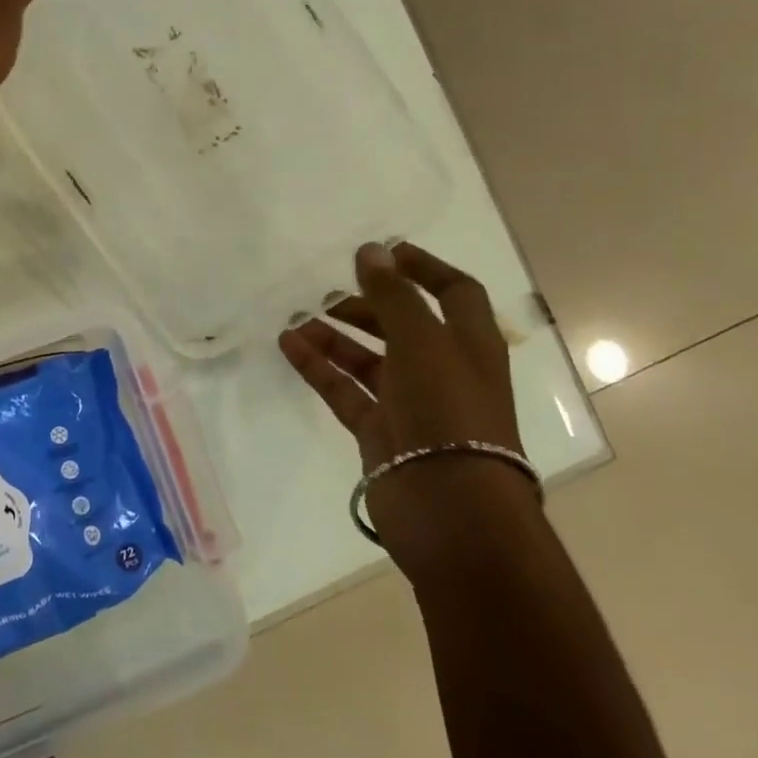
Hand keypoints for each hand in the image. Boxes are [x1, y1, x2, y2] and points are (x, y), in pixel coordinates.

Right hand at [278, 242, 538, 575]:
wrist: (450, 507)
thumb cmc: (448, 411)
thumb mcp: (423, 341)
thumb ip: (393, 295)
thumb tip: (371, 250)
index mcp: (469, 344)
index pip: (454, 292)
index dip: (424, 268)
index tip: (383, 252)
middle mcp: (442, 370)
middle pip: (403, 326)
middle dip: (368, 305)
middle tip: (328, 290)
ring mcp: (409, 403)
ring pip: (368, 359)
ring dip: (335, 336)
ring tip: (296, 317)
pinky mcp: (380, 431)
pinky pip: (344, 389)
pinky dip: (318, 367)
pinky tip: (288, 345)